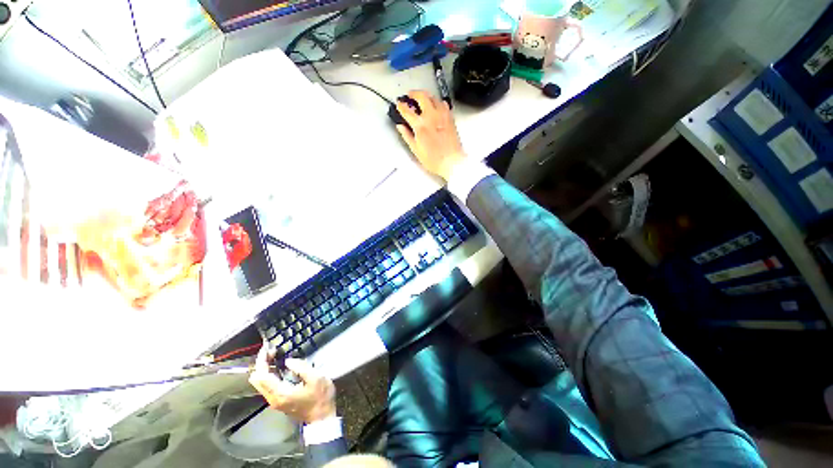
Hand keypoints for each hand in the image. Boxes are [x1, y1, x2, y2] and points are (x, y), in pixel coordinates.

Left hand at [249, 346, 336, 423]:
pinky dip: (269, 374)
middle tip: (272, 350)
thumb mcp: (316, 378)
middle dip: (261, 363)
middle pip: (257, 380)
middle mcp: (272, 398)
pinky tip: (279, 366)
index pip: (262, 375)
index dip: (262, 360)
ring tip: (275, 355)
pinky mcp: (279, 401)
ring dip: (264, 368)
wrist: (322, 418)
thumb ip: (301, 367)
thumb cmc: (320, 397)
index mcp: (280, 393)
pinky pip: (267, 386)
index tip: (267, 347)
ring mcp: (275, 401)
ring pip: (260, 383)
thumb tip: (288, 360)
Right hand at [395, 91, 466, 180]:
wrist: (451, 162)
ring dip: (426, 95)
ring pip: (433, 97)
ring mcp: (442, 115)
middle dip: (413, 93)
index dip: (401, 106)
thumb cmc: (435, 160)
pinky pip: (443, 104)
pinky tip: (435, 106)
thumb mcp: (416, 150)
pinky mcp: (450, 118)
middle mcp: (431, 116)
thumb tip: (401, 127)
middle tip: (410, 95)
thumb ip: (407, 136)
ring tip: (422, 99)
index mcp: (420, 125)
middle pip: (421, 96)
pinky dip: (437, 102)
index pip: (407, 110)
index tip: (399, 104)